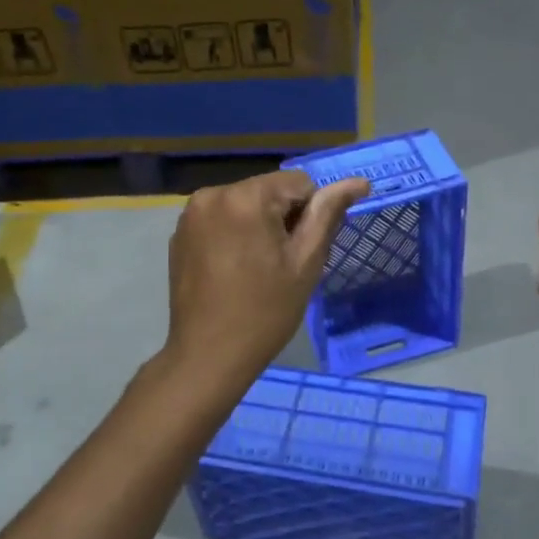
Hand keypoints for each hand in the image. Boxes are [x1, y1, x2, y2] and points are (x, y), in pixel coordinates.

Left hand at [164, 170, 370, 386]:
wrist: (208, 356)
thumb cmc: (265, 311)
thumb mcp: (306, 262)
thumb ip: (328, 214)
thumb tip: (359, 182)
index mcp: (246, 197)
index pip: (299, 182)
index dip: (309, 215)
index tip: (300, 252)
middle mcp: (212, 193)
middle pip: (269, 191)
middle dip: (282, 218)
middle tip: (281, 264)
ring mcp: (190, 214)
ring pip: (244, 204)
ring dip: (258, 225)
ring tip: (257, 268)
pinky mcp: (179, 234)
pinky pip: (220, 219)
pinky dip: (234, 234)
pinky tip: (233, 269)